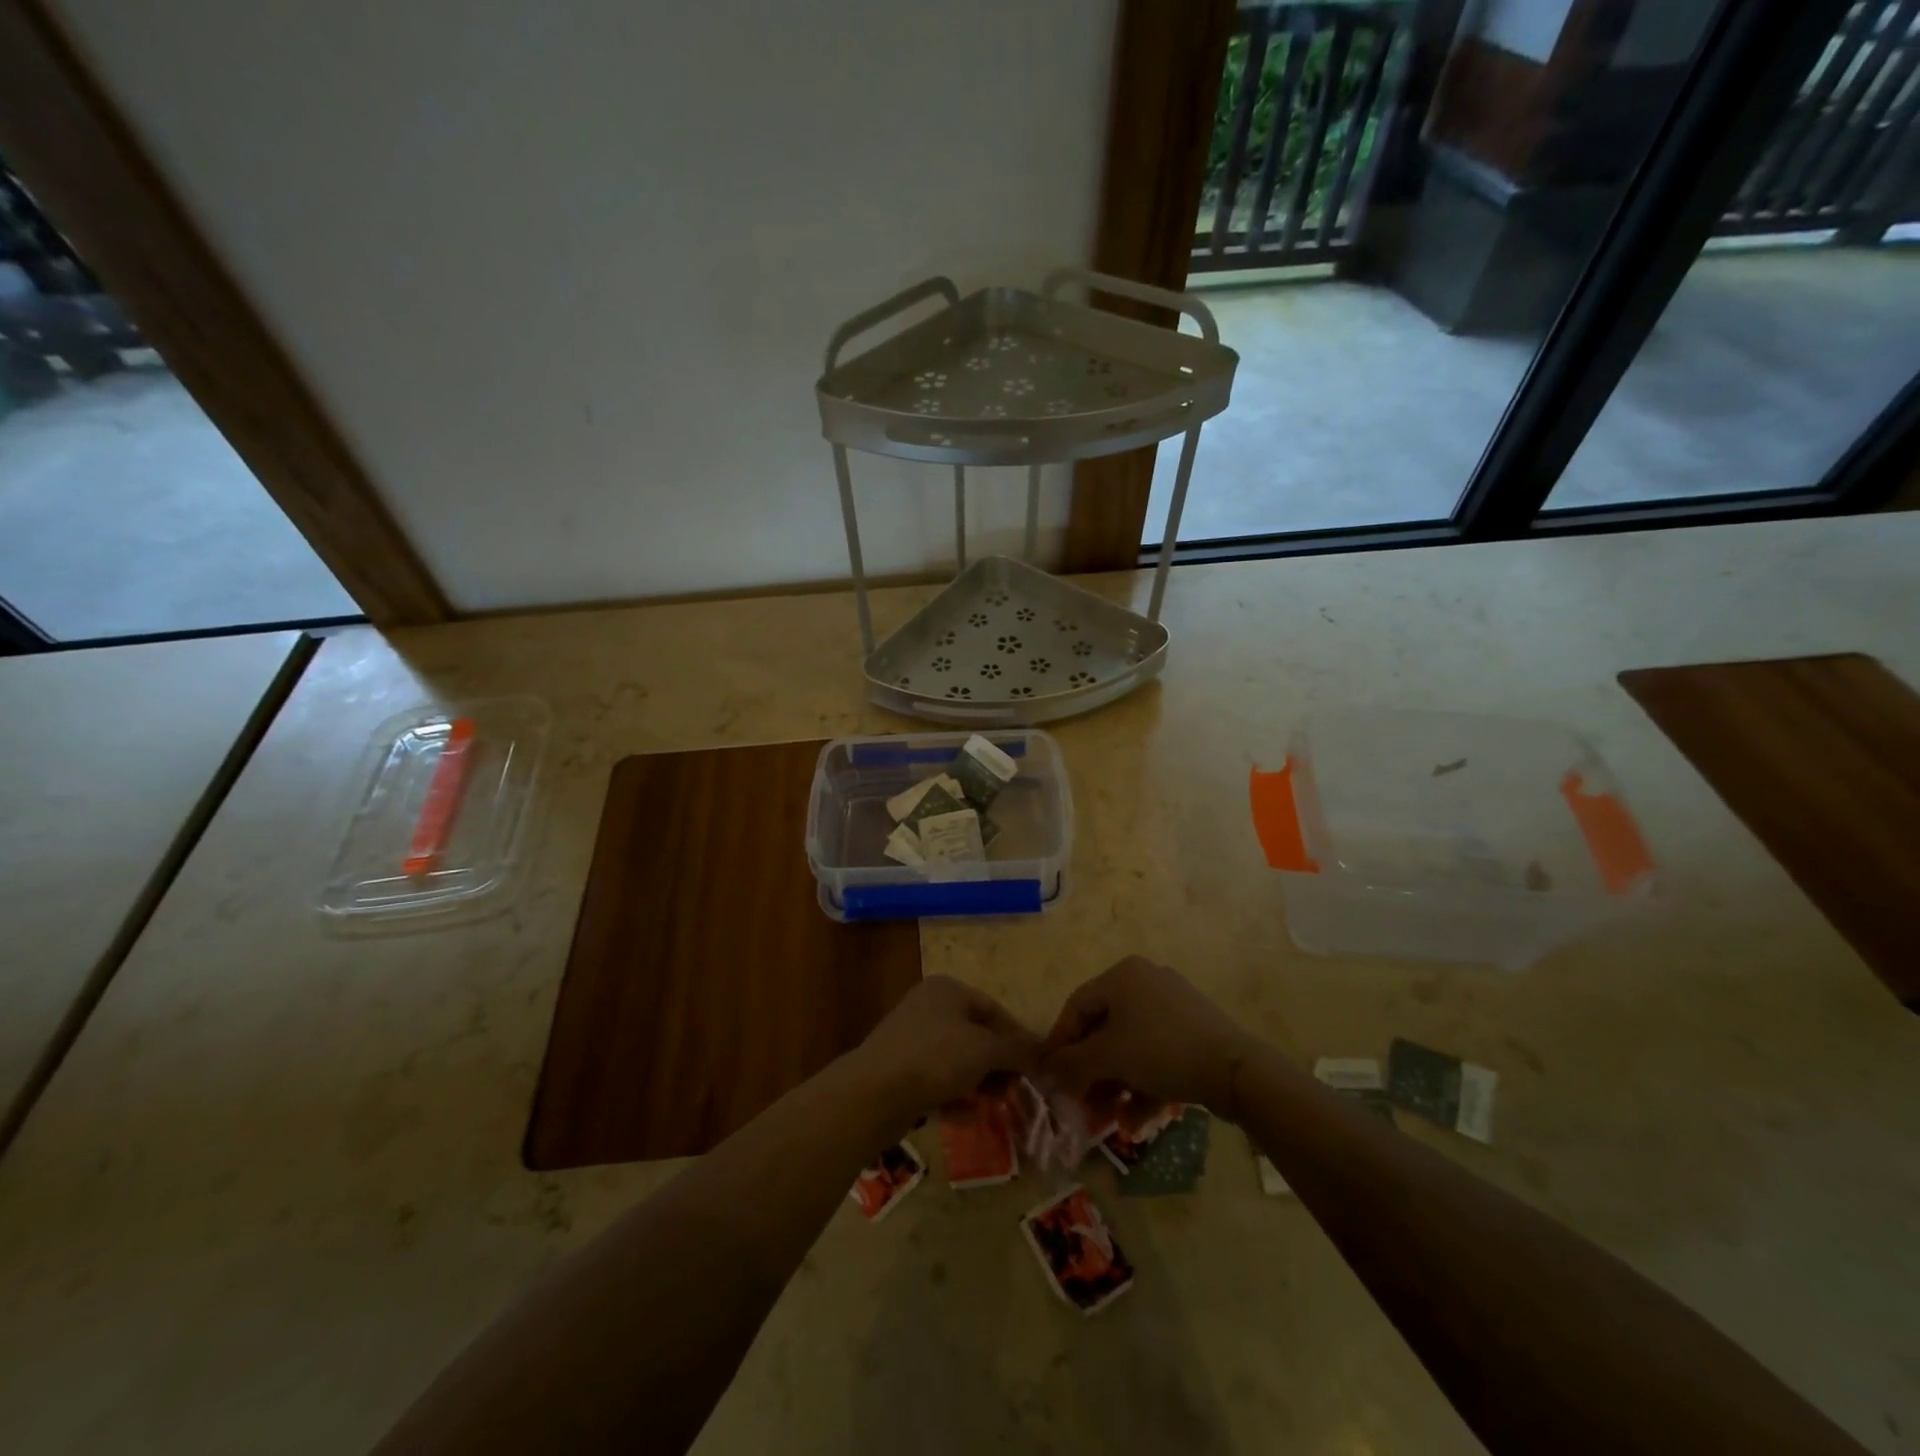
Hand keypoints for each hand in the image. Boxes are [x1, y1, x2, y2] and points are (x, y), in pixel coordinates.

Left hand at [856, 975, 1040, 1116]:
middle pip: (975, 1034)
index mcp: (947, 990)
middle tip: (1016, 1089)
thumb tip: (1040, 1050)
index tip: (1035, 1065)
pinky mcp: (899, 1071)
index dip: (1017, 1036)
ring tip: (997, 1104)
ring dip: (979, 1081)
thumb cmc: (936, 1058)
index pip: (993, 1008)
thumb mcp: (984, 1050)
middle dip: (998, 1063)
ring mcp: (911, 1039)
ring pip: (956, 1059)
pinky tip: (968, 1116)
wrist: (873, 1093)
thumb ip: (1015, 1049)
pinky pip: (937, 1081)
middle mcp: (928, 1007)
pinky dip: (954, 1096)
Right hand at [1040, 957, 1256, 1116]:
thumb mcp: (1109, 1057)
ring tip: (1110, 1118)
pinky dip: (1143, 1082)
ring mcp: (1172, 1005)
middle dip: (1090, 1071)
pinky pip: (1155, 1053)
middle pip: (1104, 1029)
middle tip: (1081, 1103)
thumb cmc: (1161, 1051)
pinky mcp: (1192, 1030)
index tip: (1050, 1076)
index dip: (1059, 1042)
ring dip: (1115, 1083)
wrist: (1234, 1069)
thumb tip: (1045, 1072)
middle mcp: (1145, 981)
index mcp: (1122, 975)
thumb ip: (1072, 1063)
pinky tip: (1138, 1118)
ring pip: (1130, 1045)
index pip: (1076, 1006)